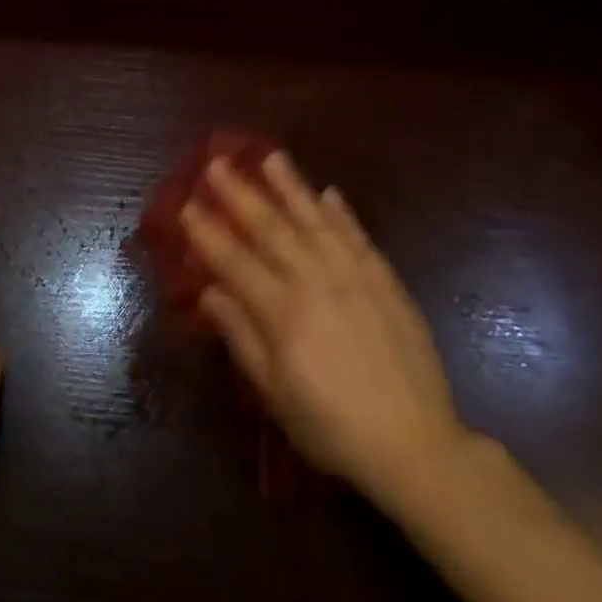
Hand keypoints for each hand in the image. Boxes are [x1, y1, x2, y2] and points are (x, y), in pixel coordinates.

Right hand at [180, 152, 470, 517]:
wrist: (415, 444)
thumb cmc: (331, 427)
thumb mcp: (275, 392)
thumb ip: (242, 336)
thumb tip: (210, 292)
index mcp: (282, 313)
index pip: (235, 261)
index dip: (207, 232)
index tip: (186, 205)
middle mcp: (316, 282)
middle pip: (271, 229)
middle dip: (240, 193)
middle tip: (217, 163)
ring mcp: (355, 277)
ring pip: (315, 221)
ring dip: (291, 187)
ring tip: (271, 157)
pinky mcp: (386, 282)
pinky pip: (358, 237)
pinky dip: (341, 213)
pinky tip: (328, 193)